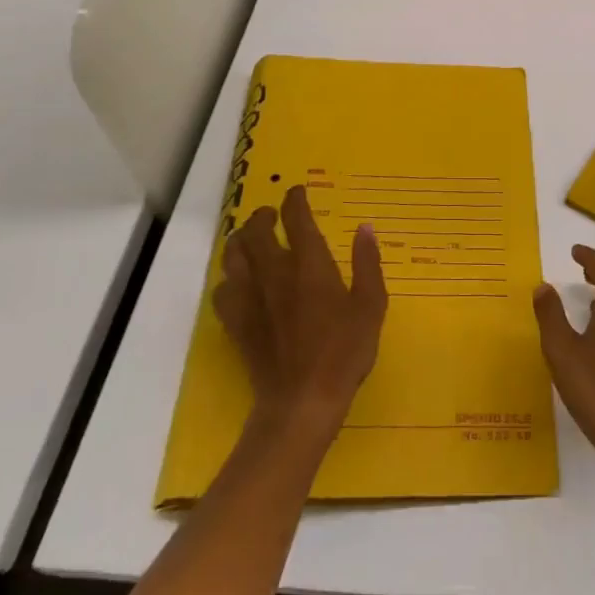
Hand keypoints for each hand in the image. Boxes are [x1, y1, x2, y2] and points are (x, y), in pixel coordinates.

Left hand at [213, 185, 387, 439]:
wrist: (302, 402)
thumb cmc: (344, 352)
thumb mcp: (371, 305)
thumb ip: (368, 263)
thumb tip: (365, 228)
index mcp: (309, 264)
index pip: (296, 217)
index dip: (295, 199)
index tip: (297, 192)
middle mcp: (275, 272)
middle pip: (256, 231)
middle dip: (262, 216)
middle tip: (271, 215)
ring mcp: (251, 298)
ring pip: (233, 255)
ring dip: (240, 241)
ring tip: (249, 240)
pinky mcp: (237, 324)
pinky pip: (223, 290)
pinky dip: (229, 279)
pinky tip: (238, 284)